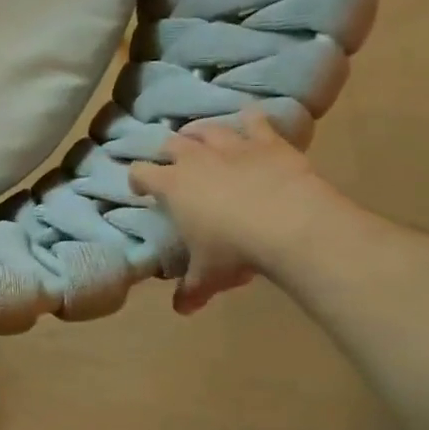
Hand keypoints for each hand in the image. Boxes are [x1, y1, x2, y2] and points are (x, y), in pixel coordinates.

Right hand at [128, 108, 345, 314]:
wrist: (291, 225)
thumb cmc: (236, 251)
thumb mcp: (209, 276)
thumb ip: (191, 289)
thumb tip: (181, 309)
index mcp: (172, 186)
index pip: (141, 173)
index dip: (137, 179)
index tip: (140, 188)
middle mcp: (195, 158)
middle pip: (172, 143)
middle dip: (169, 151)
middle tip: (173, 162)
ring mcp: (231, 146)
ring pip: (208, 129)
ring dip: (202, 132)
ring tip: (202, 138)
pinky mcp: (267, 142)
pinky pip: (255, 121)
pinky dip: (251, 120)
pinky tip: (251, 120)